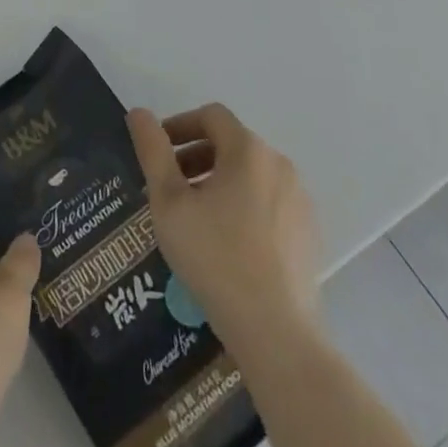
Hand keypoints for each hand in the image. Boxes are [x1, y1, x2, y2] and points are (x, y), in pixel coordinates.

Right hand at [126, 104, 321, 352]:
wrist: (277, 333)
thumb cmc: (214, 258)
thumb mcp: (169, 202)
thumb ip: (152, 151)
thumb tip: (138, 112)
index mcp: (248, 150)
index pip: (211, 116)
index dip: (180, 125)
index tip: (158, 152)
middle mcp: (279, 164)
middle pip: (232, 144)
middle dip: (196, 157)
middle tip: (170, 189)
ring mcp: (299, 200)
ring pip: (251, 175)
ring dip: (219, 182)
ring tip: (195, 217)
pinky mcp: (309, 234)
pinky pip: (270, 203)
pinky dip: (244, 206)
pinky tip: (227, 244)